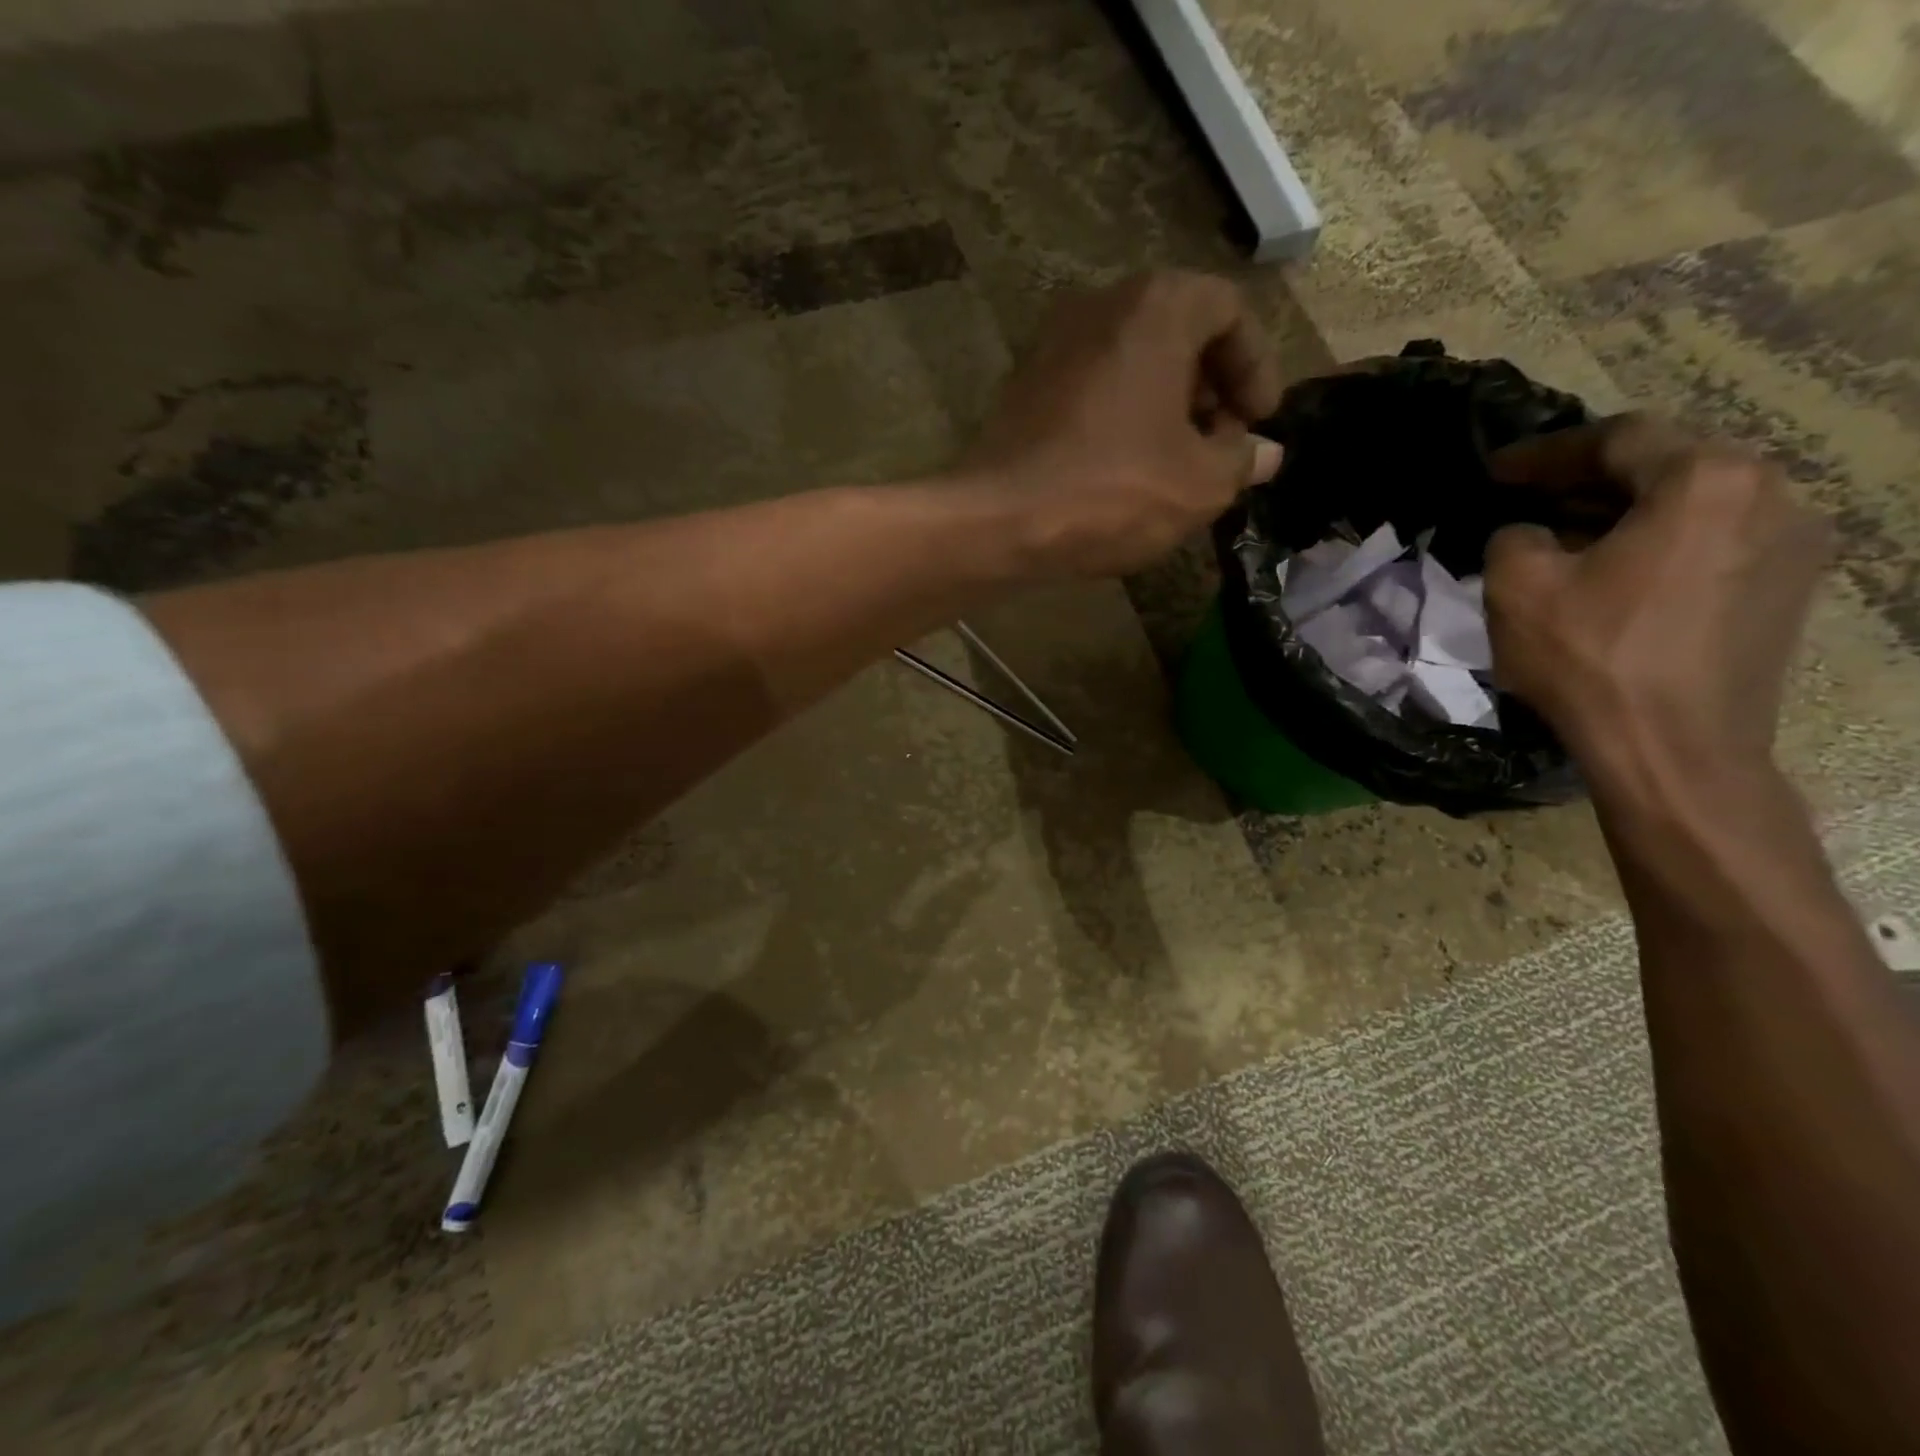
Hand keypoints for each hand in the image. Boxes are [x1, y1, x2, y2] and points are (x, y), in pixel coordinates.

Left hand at [954, 271, 1284, 577]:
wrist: (999, 522)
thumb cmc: (1113, 492)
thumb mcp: (1200, 485)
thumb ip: (1241, 460)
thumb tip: (1264, 453)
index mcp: (1156, 307)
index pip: (1229, 311)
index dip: (1256, 366)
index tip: (1260, 422)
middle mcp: (1101, 306)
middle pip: (1178, 332)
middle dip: (1210, 388)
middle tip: (1221, 443)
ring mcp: (1053, 345)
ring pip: (1132, 362)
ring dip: (1166, 406)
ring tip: (1178, 464)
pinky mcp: (1024, 388)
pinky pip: (1093, 389)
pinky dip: (1122, 417)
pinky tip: (1127, 470)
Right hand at [1483, 413, 1829, 780]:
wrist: (1673, 751)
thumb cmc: (1592, 659)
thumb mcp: (1517, 587)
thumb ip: (1513, 537)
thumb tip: (1529, 535)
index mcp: (1706, 480)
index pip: (1617, 438)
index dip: (1545, 452)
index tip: (1494, 472)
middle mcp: (1771, 495)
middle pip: (1665, 466)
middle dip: (1587, 481)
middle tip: (1527, 500)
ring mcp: (1793, 546)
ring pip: (1692, 506)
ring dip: (1623, 515)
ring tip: (1566, 540)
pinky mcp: (1788, 592)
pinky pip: (1713, 544)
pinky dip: (1658, 546)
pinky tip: (1614, 577)